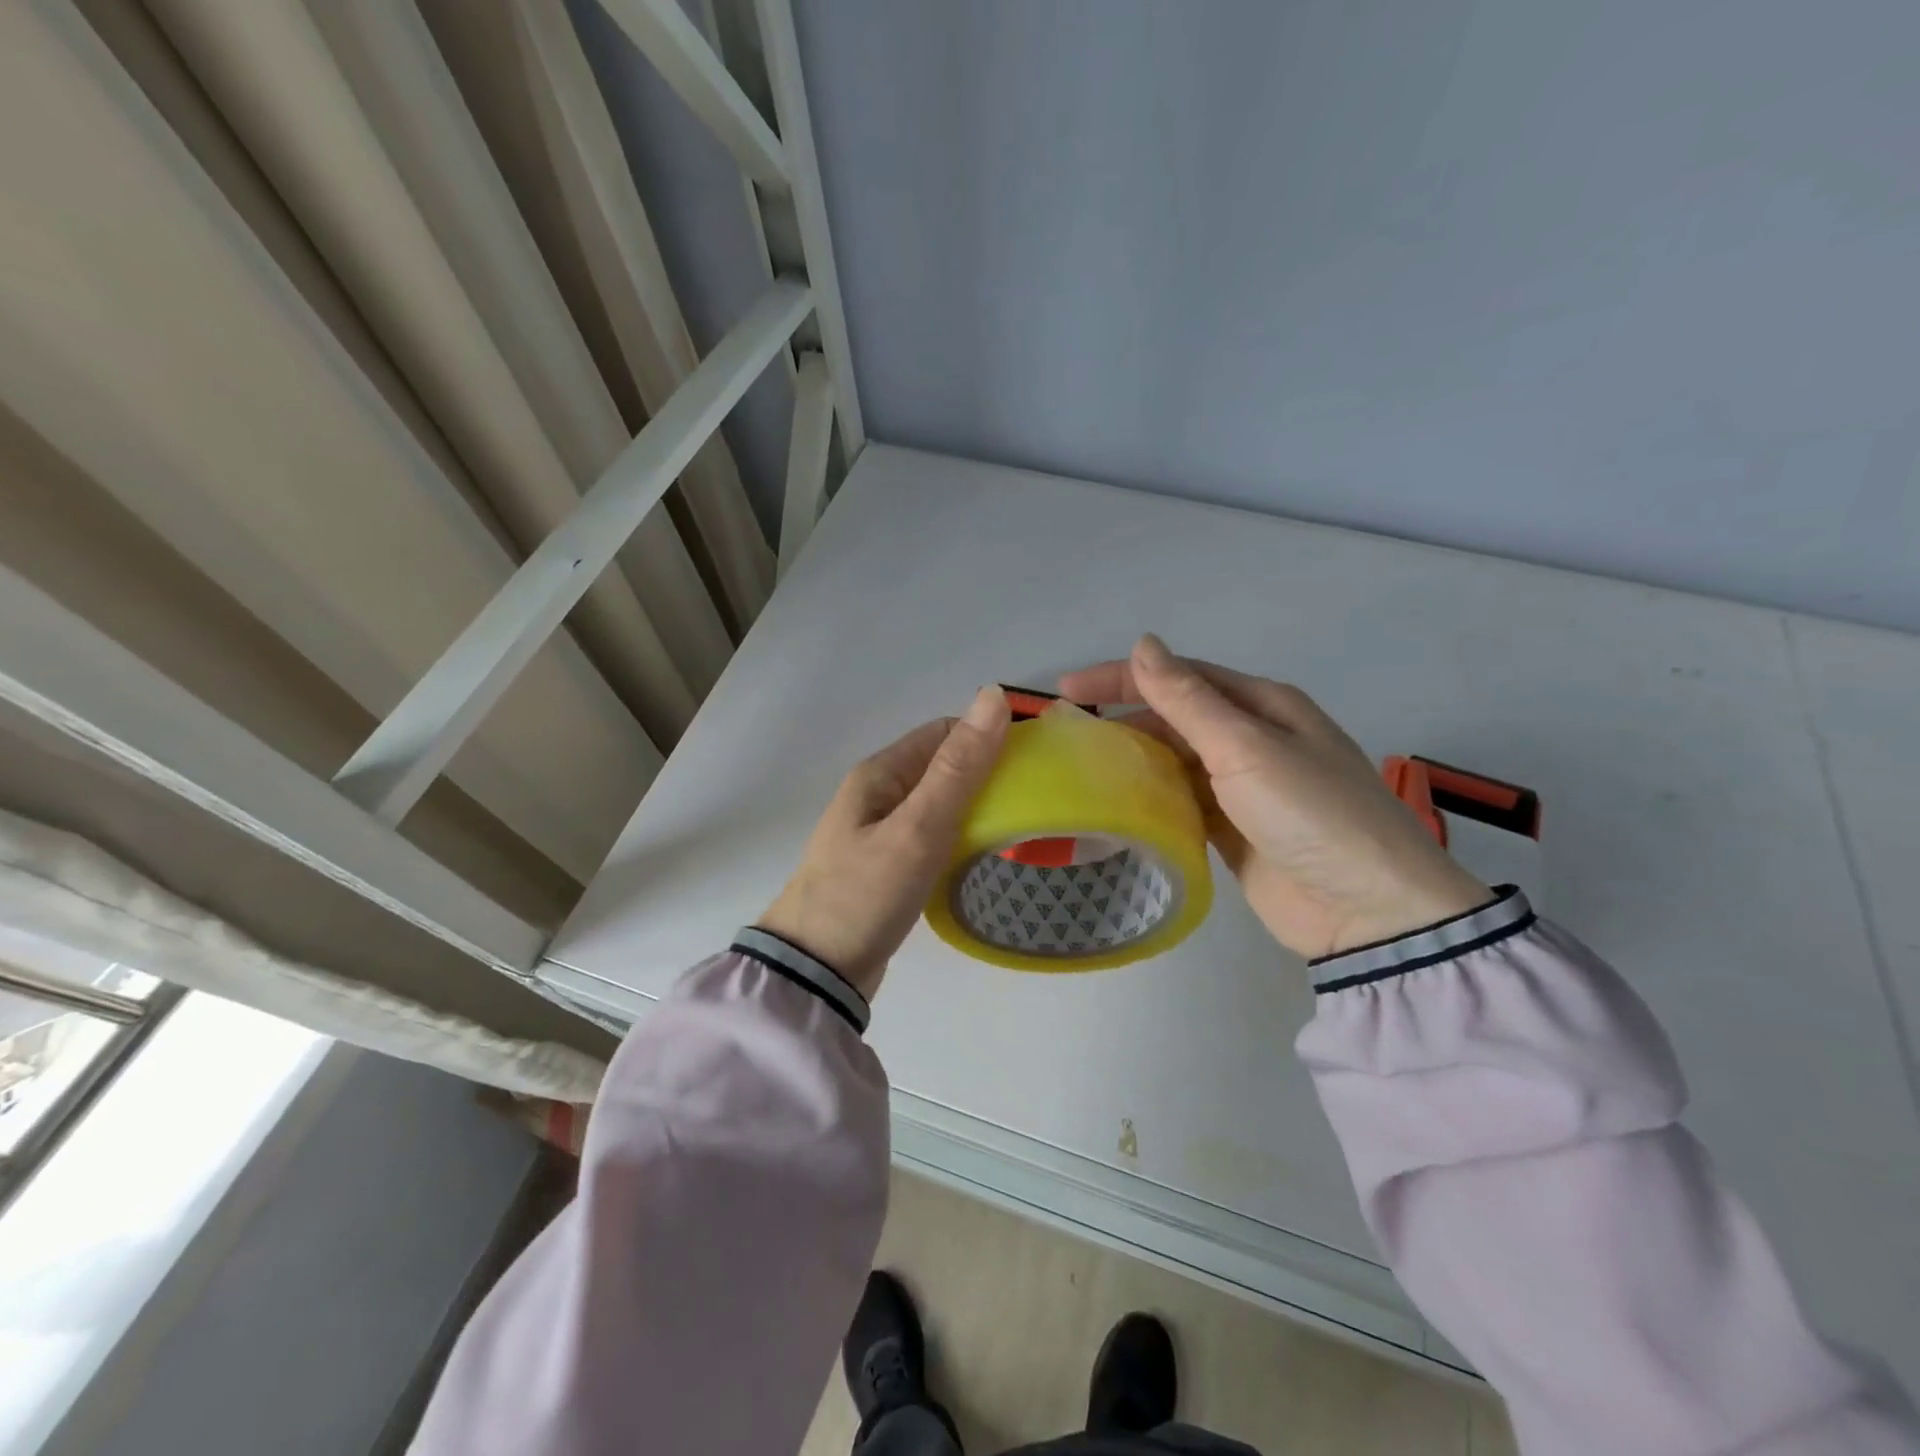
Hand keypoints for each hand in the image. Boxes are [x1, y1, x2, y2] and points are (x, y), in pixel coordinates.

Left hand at [759, 686, 1011, 998]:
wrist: (816, 972)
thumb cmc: (866, 893)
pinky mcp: (888, 864)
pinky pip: (933, 835)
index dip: (989, 737)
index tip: (1034, 762)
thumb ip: (958, 767)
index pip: (945, 733)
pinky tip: (985, 853)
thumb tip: (993, 695)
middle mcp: (879, 793)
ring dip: (977, 807)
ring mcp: (881, 831)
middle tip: (1036, 799)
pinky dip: (961, 836)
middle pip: (944, 767)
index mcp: (881, 773)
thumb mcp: (918, 827)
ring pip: (941, 803)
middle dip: (988, 774)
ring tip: (1021, 825)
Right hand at [1058, 635, 1490, 959]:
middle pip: (1175, 718)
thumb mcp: (1245, 748)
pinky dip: (1150, 800)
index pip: (1180, 677)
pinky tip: (1117, 805)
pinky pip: (1182, 803)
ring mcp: (1243, 788)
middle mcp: (1253, 739)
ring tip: (1080, 769)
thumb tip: (1143, 644)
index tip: (1067, 691)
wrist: (1368, 910)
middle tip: (1067, 735)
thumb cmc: (1310, 814)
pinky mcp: (1234, 830)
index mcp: (1262, 706)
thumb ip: (1188, 699)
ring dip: (1133, 760)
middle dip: (1123, 720)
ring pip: (1174, 761)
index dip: (1122, 677)